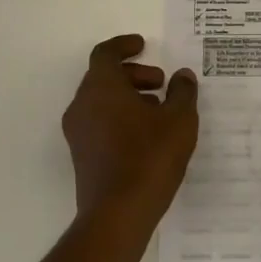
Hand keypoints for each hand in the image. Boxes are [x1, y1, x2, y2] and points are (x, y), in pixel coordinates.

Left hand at [62, 34, 198, 232]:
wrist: (117, 215)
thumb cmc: (149, 157)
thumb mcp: (179, 120)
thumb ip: (182, 92)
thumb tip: (182, 76)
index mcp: (101, 87)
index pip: (105, 53)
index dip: (124, 45)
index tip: (144, 45)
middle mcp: (82, 104)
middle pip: (103, 76)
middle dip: (133, 74)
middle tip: (160, 83)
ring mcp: (78, 132)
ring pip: (101, 100)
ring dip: (128, 97)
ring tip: (159, 111)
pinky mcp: (81, 156)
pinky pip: (99, 122)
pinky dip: (119, 117)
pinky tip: (146, 135)